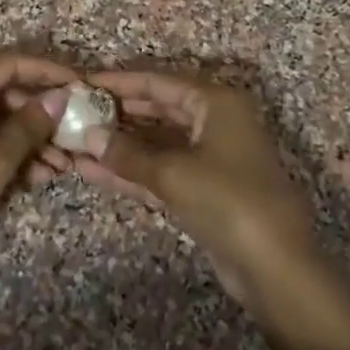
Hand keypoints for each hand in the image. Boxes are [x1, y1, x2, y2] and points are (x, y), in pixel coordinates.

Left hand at [0, 53, 74, 292]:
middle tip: (72, 133)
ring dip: (26, 138)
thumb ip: (30, 124)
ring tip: (61, 166)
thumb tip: (59, 97)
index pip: (7, 63)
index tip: (80, 84)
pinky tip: (34, 177)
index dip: (46, 71)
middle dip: (39, 113)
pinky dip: (4, 152)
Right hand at [71, 71, 319, 309]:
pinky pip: (160, 171)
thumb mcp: (172, 173)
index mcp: (216, 102)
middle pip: (157, 109)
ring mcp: (209, 158)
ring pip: (155, 143)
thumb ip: (126, 153)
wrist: (275, 268)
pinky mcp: (202, 190)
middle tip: (74, 113)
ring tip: (75, 142)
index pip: (158, 82)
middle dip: (116, 114)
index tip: (81, 83)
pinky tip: (93, 171)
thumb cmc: (228, 200)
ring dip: (118, 145)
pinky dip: (130, 171)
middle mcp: (214, 122)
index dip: (119, 82)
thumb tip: (88, 135)